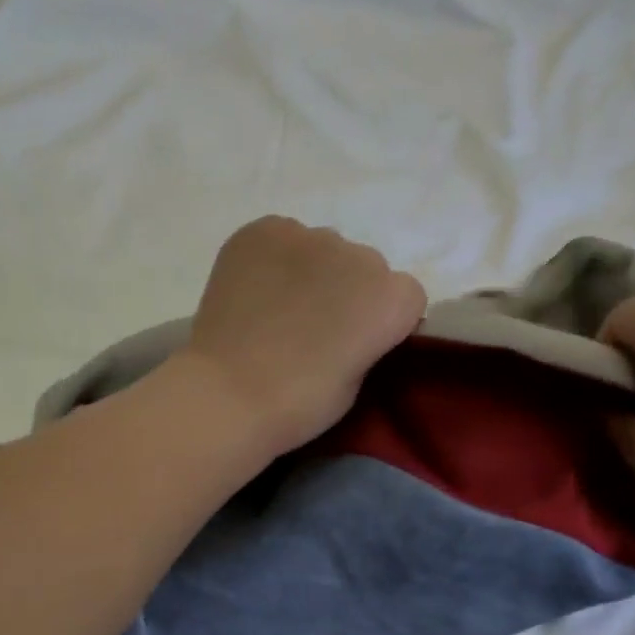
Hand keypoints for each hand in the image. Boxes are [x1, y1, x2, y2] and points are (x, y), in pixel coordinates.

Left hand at [177, 216, 426, 454]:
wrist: (228, 395)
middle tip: (314, 331)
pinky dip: (273, 261)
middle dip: (348, 293)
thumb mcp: (356, 382)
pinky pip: (281, 239)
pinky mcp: (263, 230)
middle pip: (365, 269)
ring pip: (322, 251)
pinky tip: (255, 293)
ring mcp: (309, 235)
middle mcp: (360, 254)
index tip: (357, 346)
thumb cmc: (299, 404)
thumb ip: (367, 342)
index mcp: (392, 297)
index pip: (406, 298)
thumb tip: (352, 325)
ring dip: (310, 274)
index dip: (383, 322)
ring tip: (277, 312)